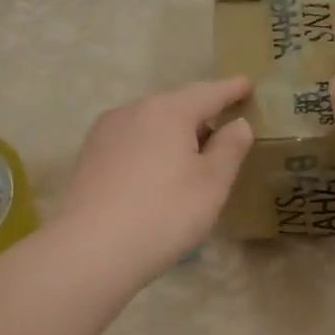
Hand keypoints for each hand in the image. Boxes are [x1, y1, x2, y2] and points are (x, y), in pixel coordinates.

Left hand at [52, 76, 254, 284]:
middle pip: (175, 106)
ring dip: (172, 136)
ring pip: (149, 125)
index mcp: (167, 111)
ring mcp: (104, 133)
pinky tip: (154, 176)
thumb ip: (230, 148)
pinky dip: (149, 150)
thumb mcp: (212, 183)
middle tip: (222, 137)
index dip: (230, 89)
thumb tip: (237, 123)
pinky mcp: (88, 157)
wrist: (90, 250)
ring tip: (189, 162)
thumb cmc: (163, 213)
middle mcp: (132, 111)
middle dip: (200, 117)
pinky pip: (130, 143)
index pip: (207, 92)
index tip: (247, 84)